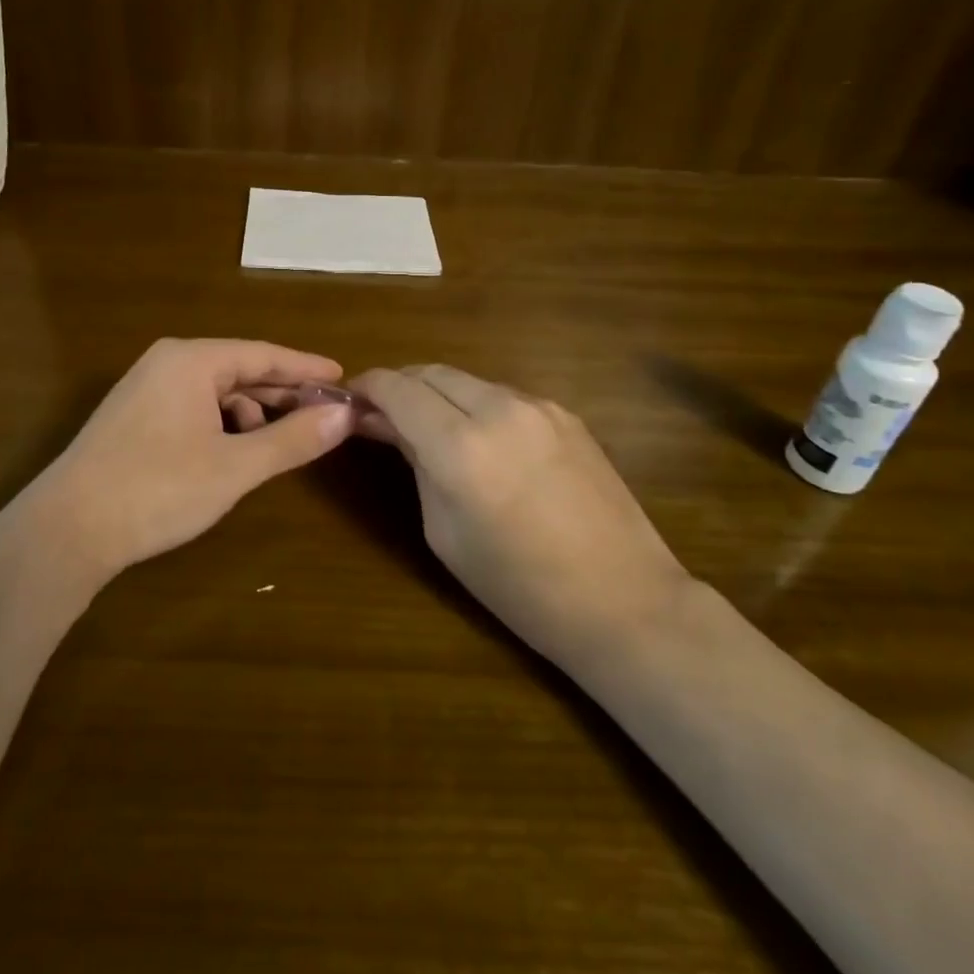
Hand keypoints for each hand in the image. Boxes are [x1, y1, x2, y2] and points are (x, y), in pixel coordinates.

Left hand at [25, 338, 354, 582]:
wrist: (67, 529)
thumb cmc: (158, 489)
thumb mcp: (235, 466)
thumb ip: (292, 439)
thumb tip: (344, 416)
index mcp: (191, 360)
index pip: (263, 354)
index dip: (305, 368)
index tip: (342, 378)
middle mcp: (167, 363)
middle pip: (239, 369)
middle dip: (281, 393)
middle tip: (324, 413)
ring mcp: (145, 389)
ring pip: (215, 391)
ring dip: (251, 413)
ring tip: (277, 442)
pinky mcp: (133, 417)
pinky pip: (193, 407)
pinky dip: (221, 425)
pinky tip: (232, 454)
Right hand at [350, 365, 689, 658]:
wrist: (624, 601)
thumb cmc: (518, 586)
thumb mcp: (444, 531)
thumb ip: (415, 464)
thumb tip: (387, 425)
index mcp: (460, 447)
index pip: (397, 388)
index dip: (367, 386)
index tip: (350, 398)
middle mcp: (500, 410)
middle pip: (431, 372)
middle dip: (400, 385)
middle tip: (381, 413)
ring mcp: (539, 407)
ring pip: (469, 380)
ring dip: (439, 394)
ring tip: (429, 427)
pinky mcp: (567, 415)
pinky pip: (504, 397)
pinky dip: (477, 405)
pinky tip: (480, 440)